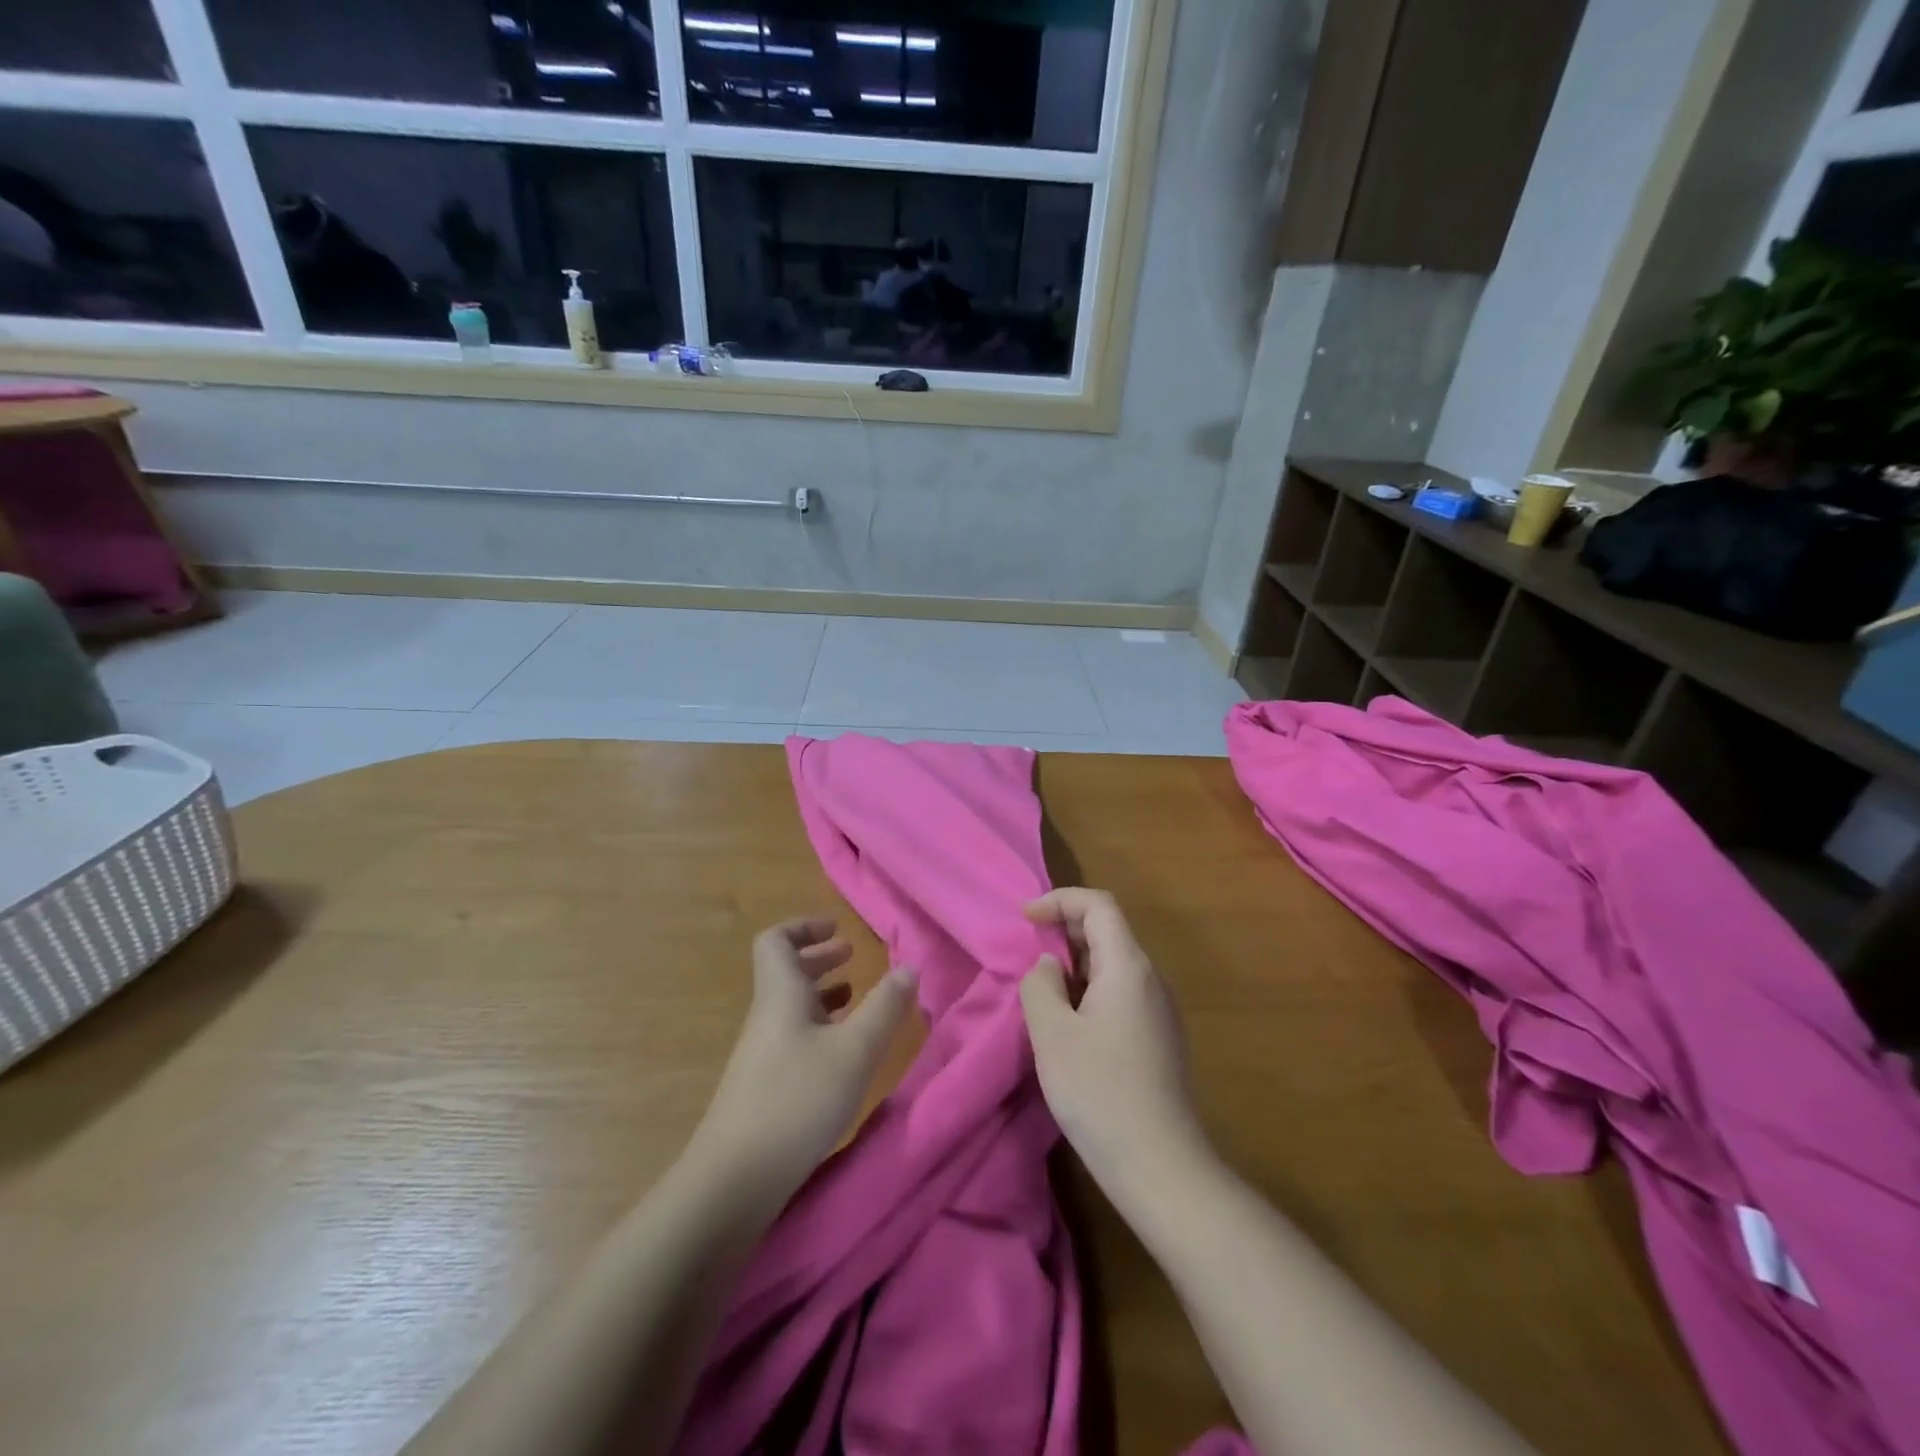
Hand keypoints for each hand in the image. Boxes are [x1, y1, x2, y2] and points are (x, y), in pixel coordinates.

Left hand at [693, 919, 917, 1195]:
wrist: (733, 1180)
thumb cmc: (797, 1100)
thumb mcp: (855, 1051)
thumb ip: (885, 1007)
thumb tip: (910, 967)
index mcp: (781, 994)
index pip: (775, 941)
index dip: (803, 927)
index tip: (837, 930)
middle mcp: (767, 1016)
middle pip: (784, 972)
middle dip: (819, 958)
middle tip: (851, 956)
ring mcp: (761, 1053)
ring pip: (791, 1006)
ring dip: (821, 993)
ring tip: (854, 998)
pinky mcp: (763, 1086)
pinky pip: (792, 1037)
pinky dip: (818, 1029)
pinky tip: (841, 1052)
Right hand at [1020, 889, 1202, 1181]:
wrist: (1160, 1167)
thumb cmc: (1099, 1092)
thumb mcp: (1052, 1034)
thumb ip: (1041, 985)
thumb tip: (1049, 965)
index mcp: (1128, 967)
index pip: (1098, 905)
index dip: (1060, 900)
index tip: (1025, 919)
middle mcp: (1151, 978)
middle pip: (1109, 930)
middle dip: (1066, 929)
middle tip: (1028, 951)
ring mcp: (1160, 1010)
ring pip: (1115, 963)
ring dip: (1076, 961)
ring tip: (1043, 986)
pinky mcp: (1160, 1038)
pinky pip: (1122, 991)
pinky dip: (1091, 987)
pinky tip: (1070, 1021)